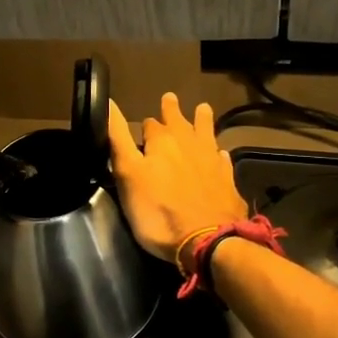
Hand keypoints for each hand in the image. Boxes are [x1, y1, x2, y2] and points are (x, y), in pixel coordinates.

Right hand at [108, 95, 248, 264]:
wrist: (207, 239)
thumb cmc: (158, 210)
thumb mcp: (127, 174)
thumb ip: (118, 138)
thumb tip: (109, 102)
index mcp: (162, 141)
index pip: (149, 124)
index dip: (145, 125)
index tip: (142, 125)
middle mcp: (189, 143)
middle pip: (180, 121)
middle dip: (173, 111)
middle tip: (170, 98)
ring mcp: (211, 160)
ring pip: (206, 132)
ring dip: (202, 120)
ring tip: (203, 108)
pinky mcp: (227, 180)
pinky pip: (222, 159)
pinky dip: (218, 153)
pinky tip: (219, 154)